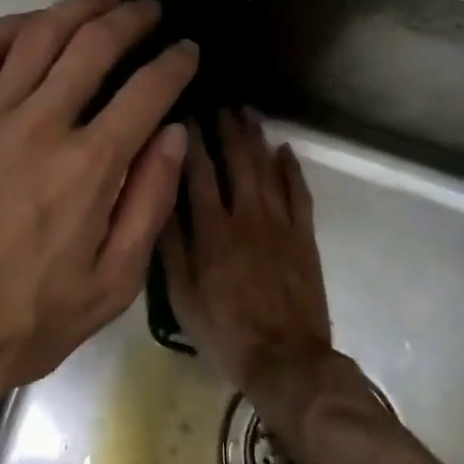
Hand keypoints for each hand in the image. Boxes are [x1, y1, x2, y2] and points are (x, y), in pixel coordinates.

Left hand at [0, 0, 196, 463]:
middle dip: (130, 20)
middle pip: (93, 47)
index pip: (146, 93)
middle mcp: (40, 127)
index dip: (174, 64)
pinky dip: (10, 28)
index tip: (188, 50)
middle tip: (149, 10)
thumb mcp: (107, 288)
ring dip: (75, 9)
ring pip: (38, 38)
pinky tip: (30, 23)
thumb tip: (173, 137)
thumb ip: (147, 206)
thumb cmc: (18, 325)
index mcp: (88, 169)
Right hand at [160, 110, 334, 399]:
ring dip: (257, 138)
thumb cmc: (225, 332)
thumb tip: (159, 199)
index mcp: (213, 230)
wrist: (287, 360)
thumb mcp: (182, 296)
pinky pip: (300, 194)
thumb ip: (171, 246)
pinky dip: (292, 169)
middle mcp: (247, 216)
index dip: (191, 141)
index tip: (185, 115)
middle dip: (227, 129)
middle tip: (219, 103)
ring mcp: (280, 224)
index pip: (198, 173)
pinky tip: (285, 150)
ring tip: (247, 114)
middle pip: (237, 161)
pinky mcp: (304, 237)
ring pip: (268, 169)